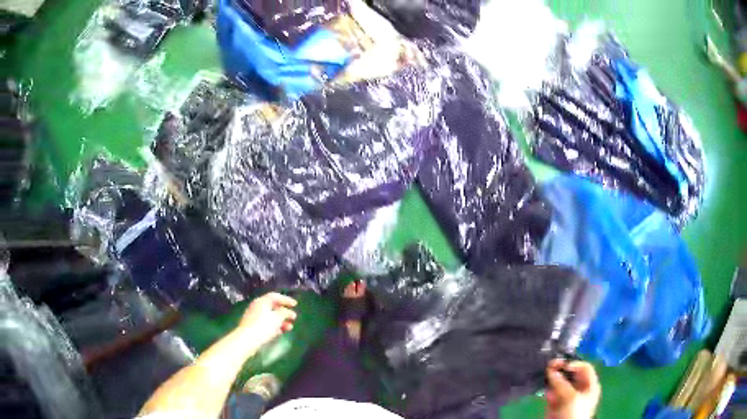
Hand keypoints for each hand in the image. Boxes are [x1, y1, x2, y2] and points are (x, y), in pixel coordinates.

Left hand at [237, 293, 297, 347]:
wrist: (247, 340)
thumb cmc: (263, 326)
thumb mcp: (277, 318)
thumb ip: (284, 313)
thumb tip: (288, 312)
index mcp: (262, 302)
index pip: (275, 296)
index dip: (286, 300)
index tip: (295, 305)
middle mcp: (257, 307)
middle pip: (273, 307)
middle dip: (284, 312)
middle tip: (294, 317)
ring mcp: (254, 317)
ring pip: (270, 317)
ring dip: (281, 321)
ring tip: (290, 328)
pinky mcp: (253, 327)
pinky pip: (266, 324)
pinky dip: (275, 327)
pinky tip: (281, 332)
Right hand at [546, 360, 599, 418]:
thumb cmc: (574, 413)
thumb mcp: (570, 397)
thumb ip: (561, 382)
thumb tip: (551, 370)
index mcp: (590, 386)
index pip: (585, 368)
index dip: (575, 364)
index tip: (563, 365)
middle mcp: (579, 389)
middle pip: (571, 374)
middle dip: (561, 369)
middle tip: (550, 365)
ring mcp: (567, 398)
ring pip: (560, 383)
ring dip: (553, 378)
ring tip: (545, 373)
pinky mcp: (555, 405)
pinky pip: (552, 393)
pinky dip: (548, 389)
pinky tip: (545, 388)